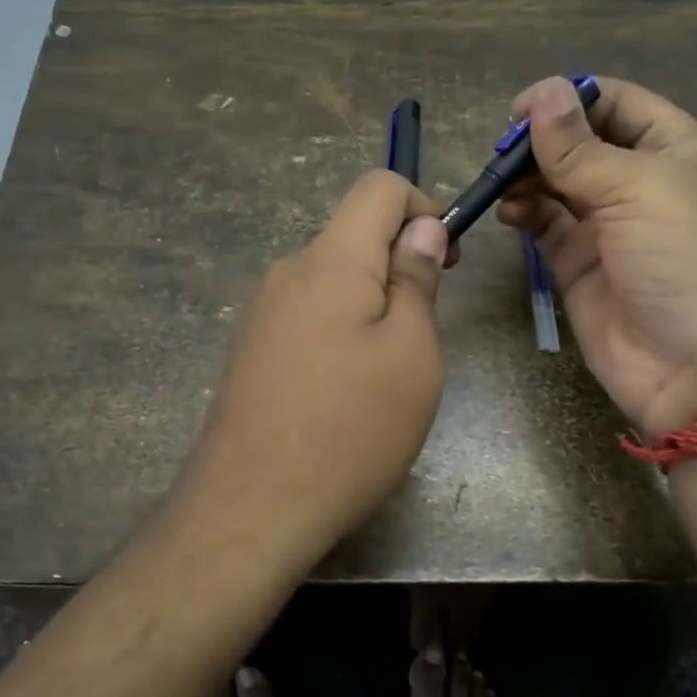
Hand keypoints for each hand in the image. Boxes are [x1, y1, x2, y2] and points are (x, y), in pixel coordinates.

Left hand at [187, 170, 448, 551]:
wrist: (250, 510)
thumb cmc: (350, 430)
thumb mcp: (411, 354)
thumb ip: (417, 280)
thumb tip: (423, 229)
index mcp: (330, 259)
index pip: (379, 186)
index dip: (424, 206)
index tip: (446, 262)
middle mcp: (288, 271)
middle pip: (354, 234)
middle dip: (399, 265)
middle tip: (421, 335)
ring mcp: (262, 311)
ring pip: (333, 279)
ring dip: (372, 303)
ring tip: (385, 374)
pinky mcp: (251, 348)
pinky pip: (309, 314)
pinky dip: (341, 329)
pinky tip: (344, 392)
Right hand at [497, 76, 696, 436]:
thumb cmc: (689, 259)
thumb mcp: (640, 189)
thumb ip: (580, 147)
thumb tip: (541, 93)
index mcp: (678, 149)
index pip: (618, 103)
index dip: (569, 97)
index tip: (519, 109)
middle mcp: (644, 182)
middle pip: (582, 142)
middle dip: (541, 140)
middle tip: (501, 151)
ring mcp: (611, 226)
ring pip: (558, 183)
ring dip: (527, 176)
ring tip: (500, 183)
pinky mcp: (582, 265)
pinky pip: (546, 226)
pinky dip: (524, 213)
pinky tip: (508, 213)